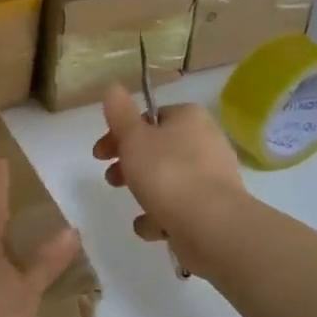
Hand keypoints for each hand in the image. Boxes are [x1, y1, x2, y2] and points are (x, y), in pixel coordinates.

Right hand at [93, 84, 247, 260]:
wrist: (211, 225)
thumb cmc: (167, 173)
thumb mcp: (134, 138)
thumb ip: (120, 114)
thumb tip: (113, 88)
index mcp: (189, 118)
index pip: (150, 117)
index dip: (121, 133)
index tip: (101, 154)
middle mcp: (206, 142)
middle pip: (158, 149)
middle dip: (130, 164)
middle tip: (111, 179)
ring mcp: (213, 177)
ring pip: (168, 179)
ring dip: (146, 192)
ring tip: (133, 205)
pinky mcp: (214, 209)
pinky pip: (180, 207)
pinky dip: (163, 216)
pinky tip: (152, 228)